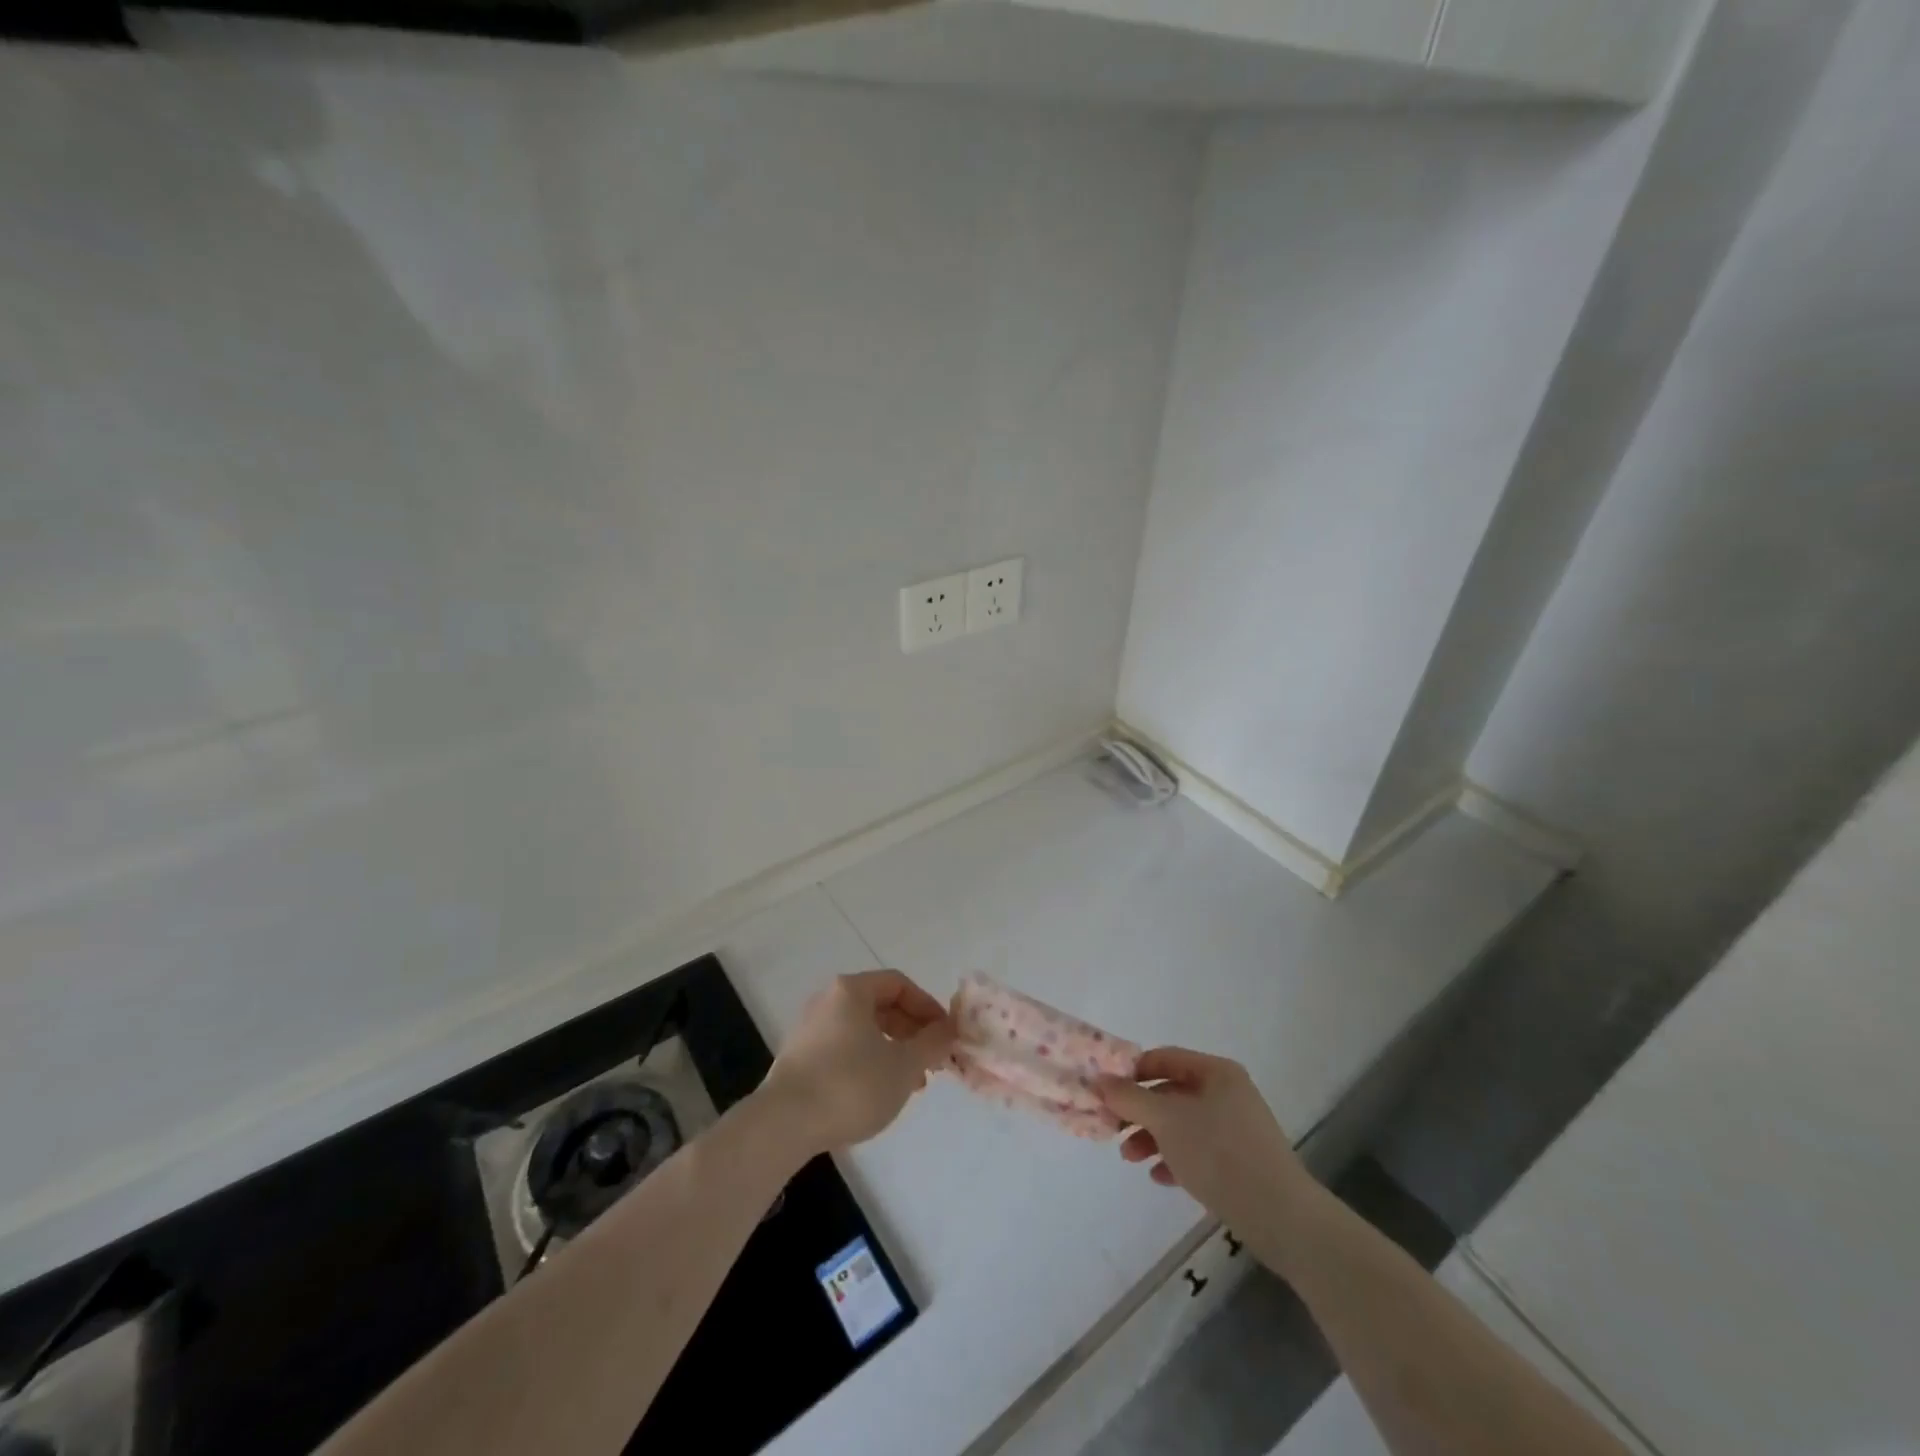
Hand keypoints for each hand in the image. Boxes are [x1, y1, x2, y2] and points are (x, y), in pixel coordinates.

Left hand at [761, 971, 954, 1154]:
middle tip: (933, 1060)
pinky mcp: (800, 1057)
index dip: (928, 1006)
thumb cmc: (851, 1085)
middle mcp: (828, 1000)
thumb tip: (947, 1029)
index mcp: (851, 990)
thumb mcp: (903, 1065)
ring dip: (893, 1049)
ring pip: (863, 1030)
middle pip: (881, 1005)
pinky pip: (845, 1048)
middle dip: (912, 1031)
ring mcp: (810, 1029)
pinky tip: (880, 1092)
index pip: (899, 984)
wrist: (783, 1125)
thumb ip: (931, 1043)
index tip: (945, 1035)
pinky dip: (869, 1061)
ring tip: (912, 1082)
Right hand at [1095, 1048, 1317, 1237]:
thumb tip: (1099, 1080)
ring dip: (1152, 1137)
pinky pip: (1198, 1151)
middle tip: (1112, 1129)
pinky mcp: (1241, 1162)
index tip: (1106, 1093)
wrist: (1281, 1217)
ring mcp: (1236, 1128)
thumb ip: (1130, 1098)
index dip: (1132, 1072)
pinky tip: (1159, 1177)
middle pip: (1171, 1092)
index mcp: (1216, 1072)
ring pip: (1182, 1124)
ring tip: (1131, 1159)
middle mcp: (1228, 1093)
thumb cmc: (1219, 1154)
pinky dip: (1175, 1158)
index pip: (1164, 1058)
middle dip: (1139, 1111)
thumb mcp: (1166, 1120)